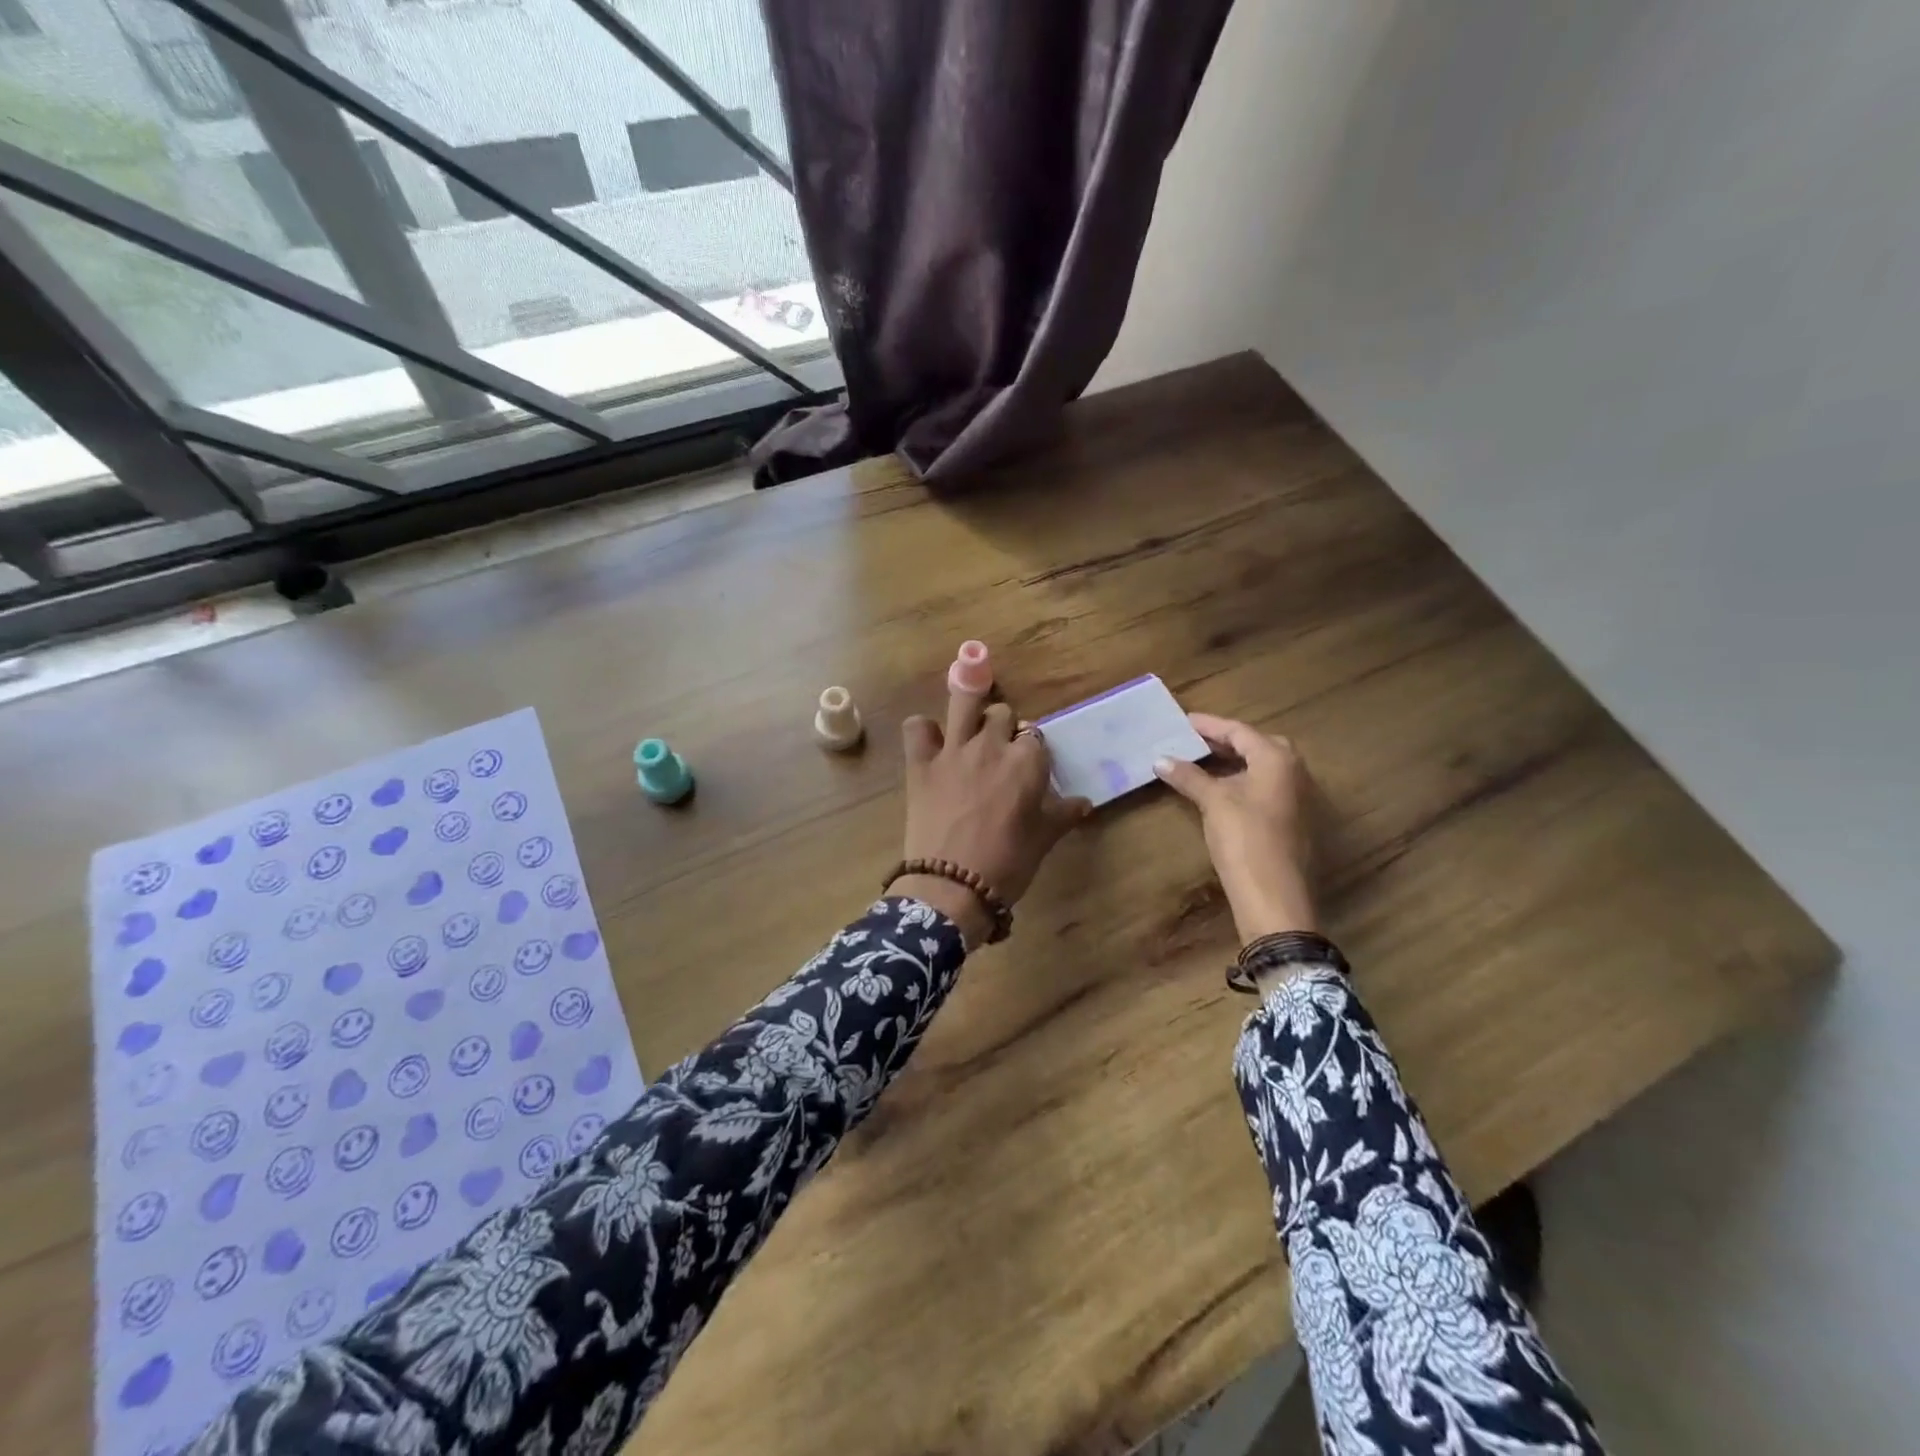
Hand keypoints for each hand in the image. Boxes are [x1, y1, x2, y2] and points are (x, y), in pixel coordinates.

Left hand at [895, 689, 1091, 945]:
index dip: (1031, 749)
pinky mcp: (920, 763)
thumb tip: (1084, 803)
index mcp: (1027, 761)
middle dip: (1002, 726)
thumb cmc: (1008, 864)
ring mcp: (953, 750)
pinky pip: (917, 727)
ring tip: (969, 717)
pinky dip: (923, 731)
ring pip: (964, 703)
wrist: (953, 887)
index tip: (1027, 766)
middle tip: (998, 751)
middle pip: (1001, 713)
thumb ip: (1063, 814)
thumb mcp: (1043, 840)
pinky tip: (929, 743)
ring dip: (969, 704)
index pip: (1035, 737)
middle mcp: (991, 745)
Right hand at [1154, 713, 1318, 942]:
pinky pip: (1264, 787)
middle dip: (1224, 741)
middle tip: (1192, 740)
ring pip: (1261, 768)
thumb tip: (1160, 759)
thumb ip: (1189, 777)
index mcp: (1277, 759)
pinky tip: (1218, 791)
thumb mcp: (1213, 802)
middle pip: (1255, 745)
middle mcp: (1293, 772)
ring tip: (1199, 762)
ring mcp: (1296, 797)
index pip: (1239, 731)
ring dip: (1232, 763)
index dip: (1208, 725)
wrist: (1274, 896)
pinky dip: (1240, 782)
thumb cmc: (1245, 839)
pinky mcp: (1291, 820)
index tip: (1182, 721)